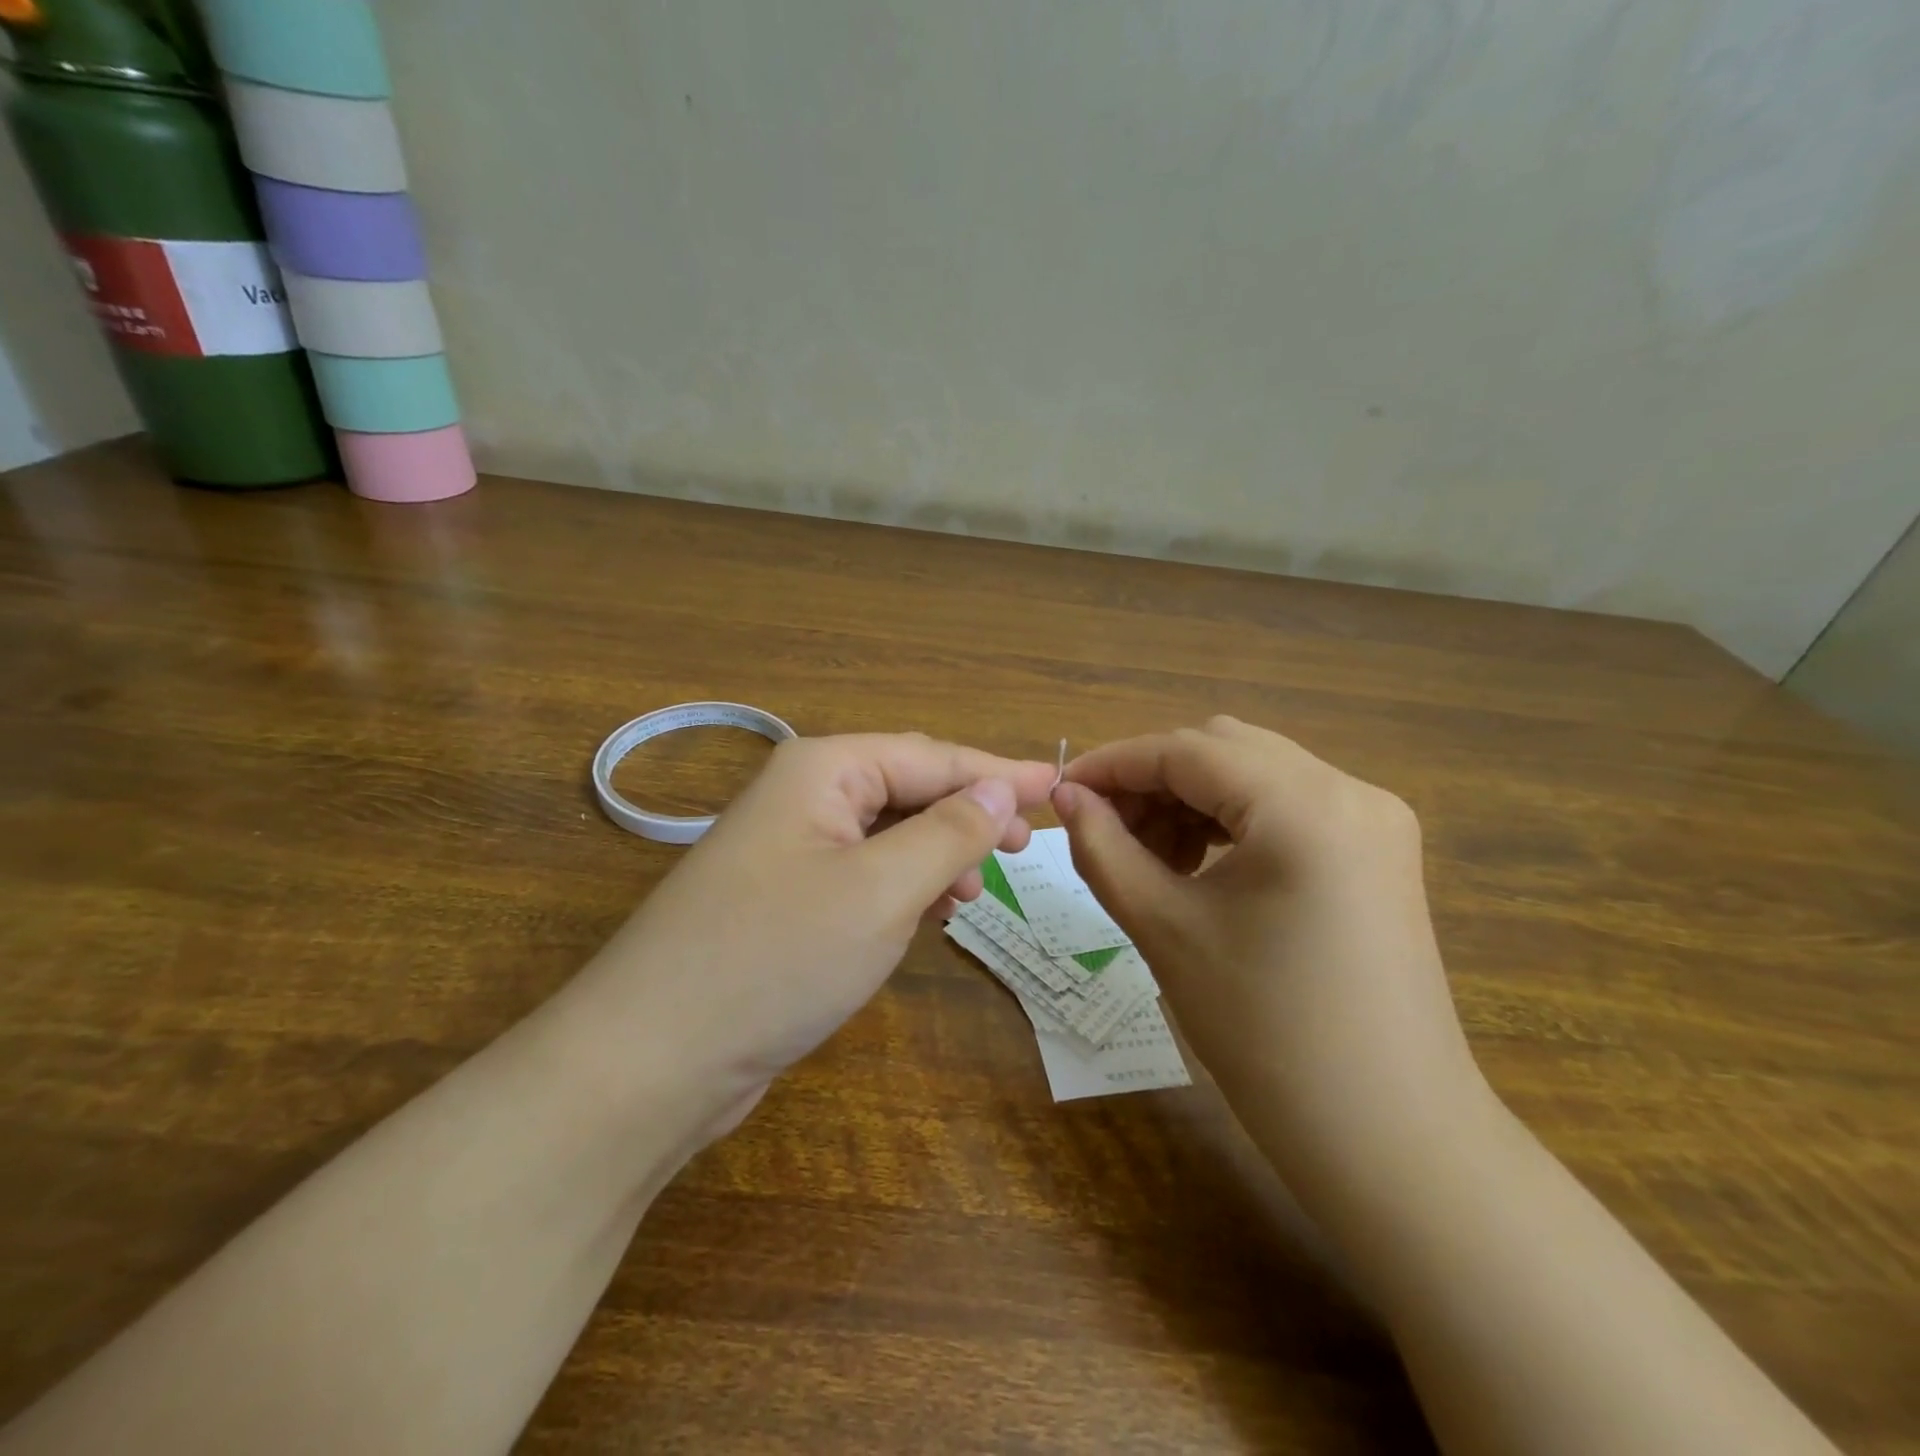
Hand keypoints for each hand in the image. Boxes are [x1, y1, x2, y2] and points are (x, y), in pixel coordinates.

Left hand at [586, 733, 1058, 1127]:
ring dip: (937, 854)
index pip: (931, 756)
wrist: (652, 1059)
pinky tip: (927, 915)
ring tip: (974, 892)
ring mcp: (789, 850)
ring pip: (887, 834)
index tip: (1057, 787)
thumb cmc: (777, 957)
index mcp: (822, 770)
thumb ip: (948, 832)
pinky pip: (863, 874)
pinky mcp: (784, 900)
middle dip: (968, 814)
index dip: (997, 772)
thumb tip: (999, 788)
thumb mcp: (881, 890)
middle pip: (908, 788)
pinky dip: (903, 887)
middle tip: (1024, 847)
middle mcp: (803, 796)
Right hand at [1053, 717, 1488, 1184]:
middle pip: (1223, 750)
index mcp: (1304, 805)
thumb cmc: (1265, 1033)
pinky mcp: (1378, 851)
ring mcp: (1374, 819)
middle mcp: (1350, 790)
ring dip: (1190, 798)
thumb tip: (1065, 796)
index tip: (1062, 791)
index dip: (1114, 764)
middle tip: (1102, 828)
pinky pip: (1286, 806)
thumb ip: (1103, 848)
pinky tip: (1197, 864)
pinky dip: (1231, 819)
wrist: (1388, 1137)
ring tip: (1146, 854)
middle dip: (1152, 779)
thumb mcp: (1165, 929)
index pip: (1187, 750)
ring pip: (1254, 773)